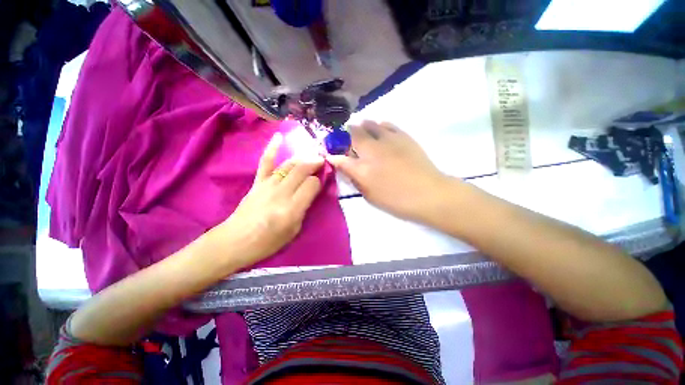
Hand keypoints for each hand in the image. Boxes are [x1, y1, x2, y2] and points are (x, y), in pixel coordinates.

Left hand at [211, 132, 323, 265]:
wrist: (236, 241)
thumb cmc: (268, 241)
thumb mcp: (294, 231)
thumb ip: (304, 209)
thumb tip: (311, 191)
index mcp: (291, 209)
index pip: (311, 185)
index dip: (319, 181)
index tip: (323, 180)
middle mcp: (281, 193)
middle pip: (302, 171)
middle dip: (315, 163)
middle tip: (323, 161)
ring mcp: (267, 185)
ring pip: (289, 165)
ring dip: (303, 158)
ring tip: (312, 155)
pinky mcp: (257, 183)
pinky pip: (265, 162)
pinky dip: (272, 148)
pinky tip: (279, 136)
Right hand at [328, 121, 448, 222]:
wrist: (428, 193)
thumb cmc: (396, 200)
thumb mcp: (370, 195)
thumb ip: (356, 180)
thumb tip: (346, 168)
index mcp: (362, 169)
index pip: (340, 158)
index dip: (333, 156)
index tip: (331, 155)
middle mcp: (371, 150)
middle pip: (353, 133)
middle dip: (346, 135)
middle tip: (347, 139)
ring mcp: (388, 140)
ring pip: (369, 124)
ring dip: (362, 127)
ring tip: (363, 132)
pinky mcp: (402, 136)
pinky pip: (386, 124)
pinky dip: (380, 125)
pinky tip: (380, 129)